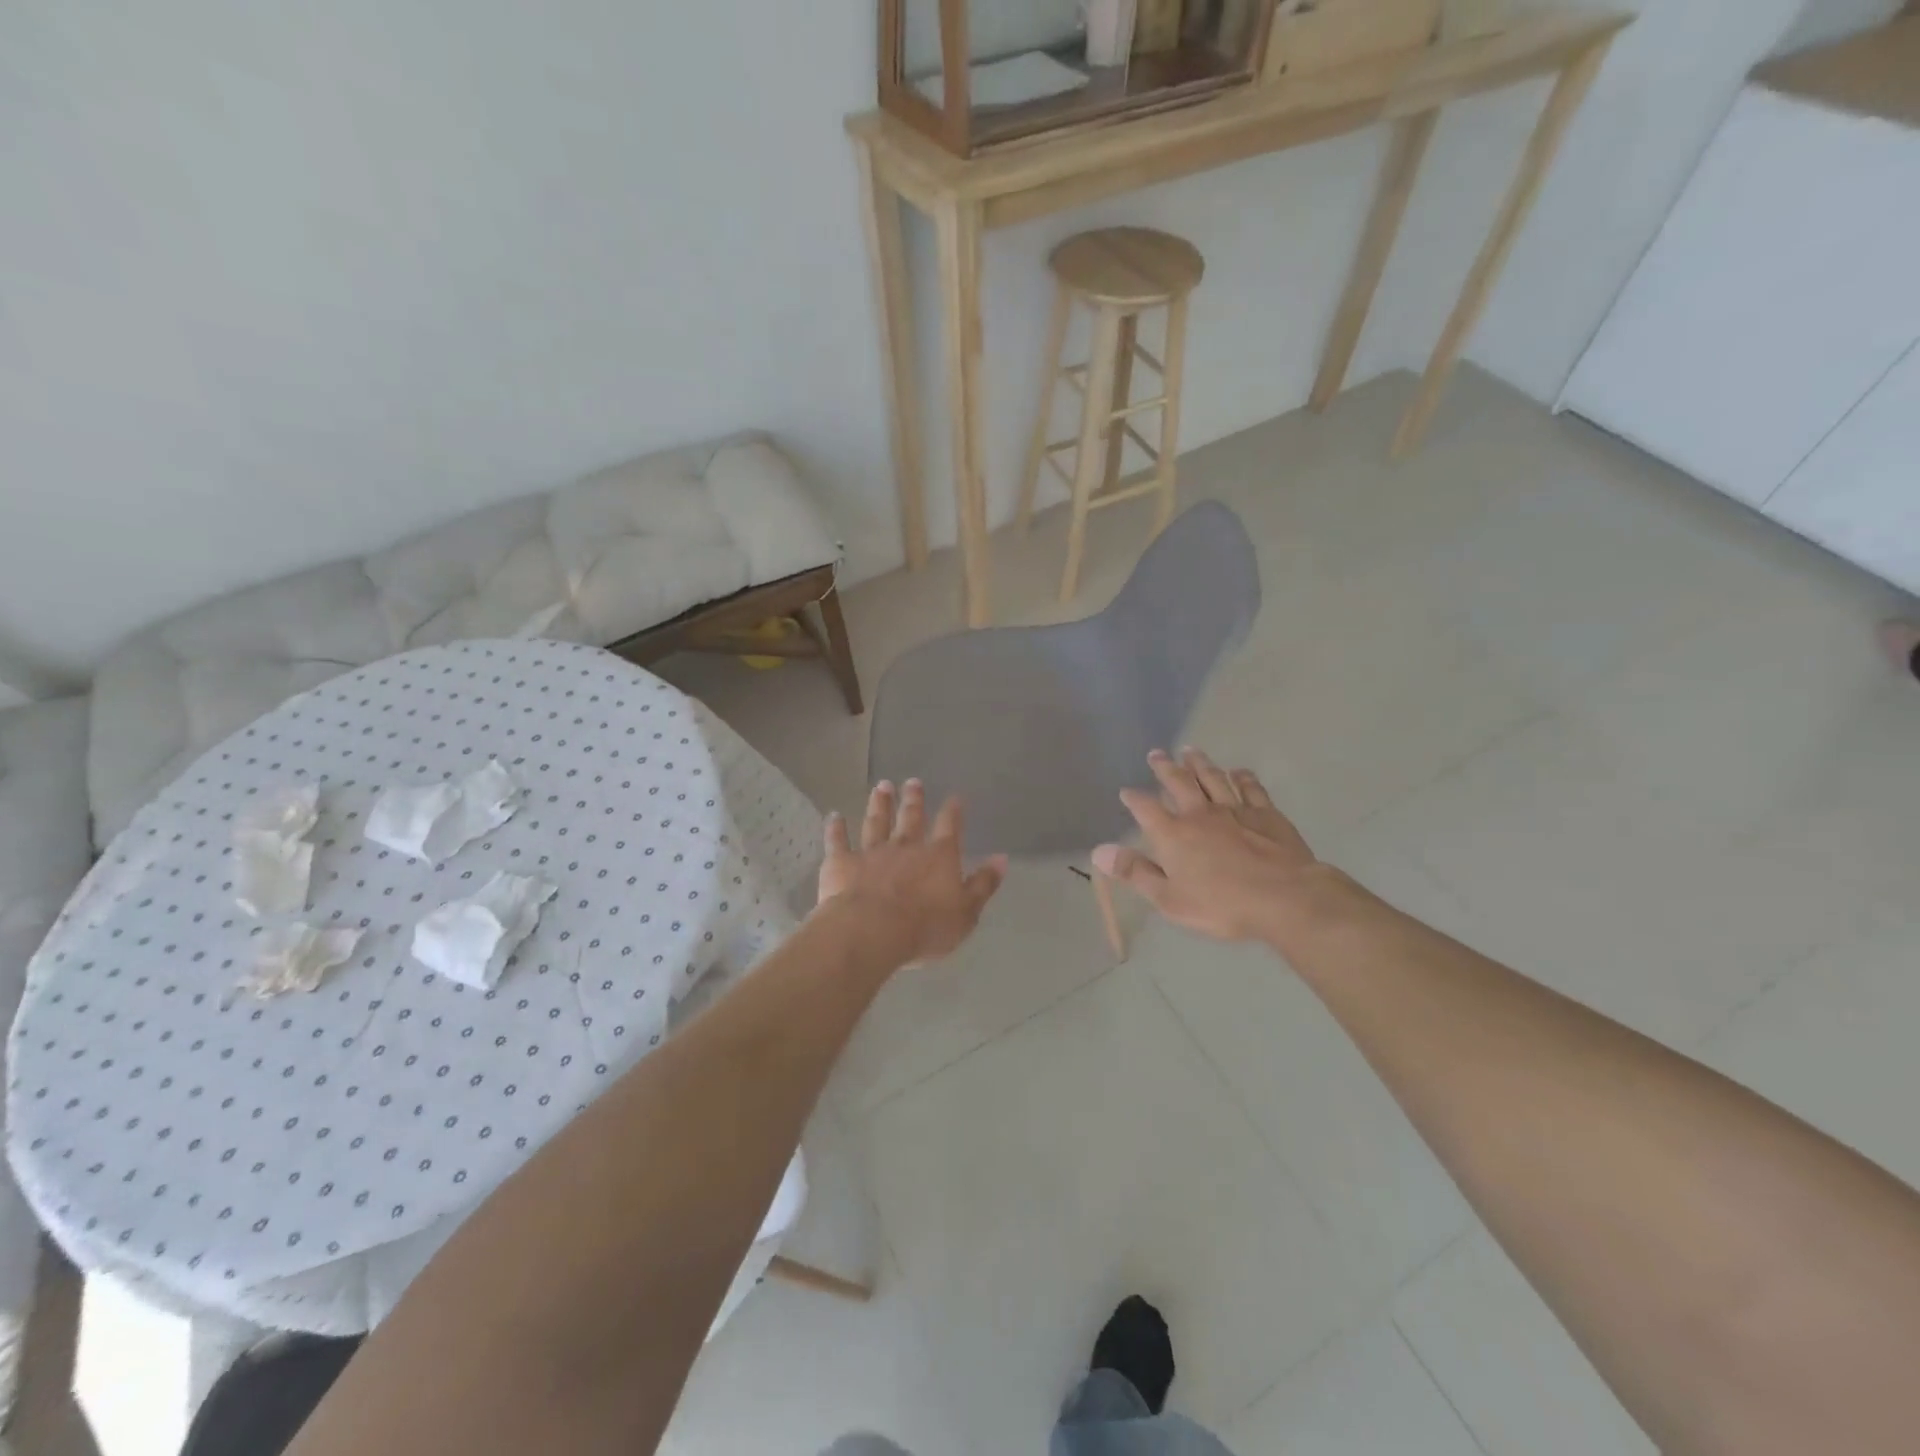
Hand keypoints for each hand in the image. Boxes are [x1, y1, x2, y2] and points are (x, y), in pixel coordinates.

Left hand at [816, 780, 1007, 967]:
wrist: (871, 932)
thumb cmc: (925, 927)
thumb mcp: (966, 912)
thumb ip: (983, 884)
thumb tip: (1002, 859)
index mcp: (938, 856)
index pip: (949, 827)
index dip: (953, 811)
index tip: (955, 797)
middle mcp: (905, 846)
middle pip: (911, 817)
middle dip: (913, 799)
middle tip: (912, 781)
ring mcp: (871, 852)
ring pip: (876, 822)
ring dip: (880, 804)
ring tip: (881, 787)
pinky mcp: (842, 863)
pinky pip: (838, 841)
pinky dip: (836, 828)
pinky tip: (834, 816)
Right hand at [1093, 749, 1321, 944]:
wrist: (1284, 898)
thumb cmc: (1221, 905)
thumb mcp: (1169, 899)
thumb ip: (1135, 872)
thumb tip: (1099, 852)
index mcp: (1174, 834)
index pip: (1146, 809)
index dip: (1134, 799)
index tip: (1126, 791)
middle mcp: (1200, 814)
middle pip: (1179, 783)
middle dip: (1165, 768)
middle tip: (1156, 754)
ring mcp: (1235, 810)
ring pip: (1213, 778)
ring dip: (1200, 764)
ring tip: (1190, 751)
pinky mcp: (1266, 814)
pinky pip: (1251, 788)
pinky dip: (1242, 777)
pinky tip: (1238, 771)